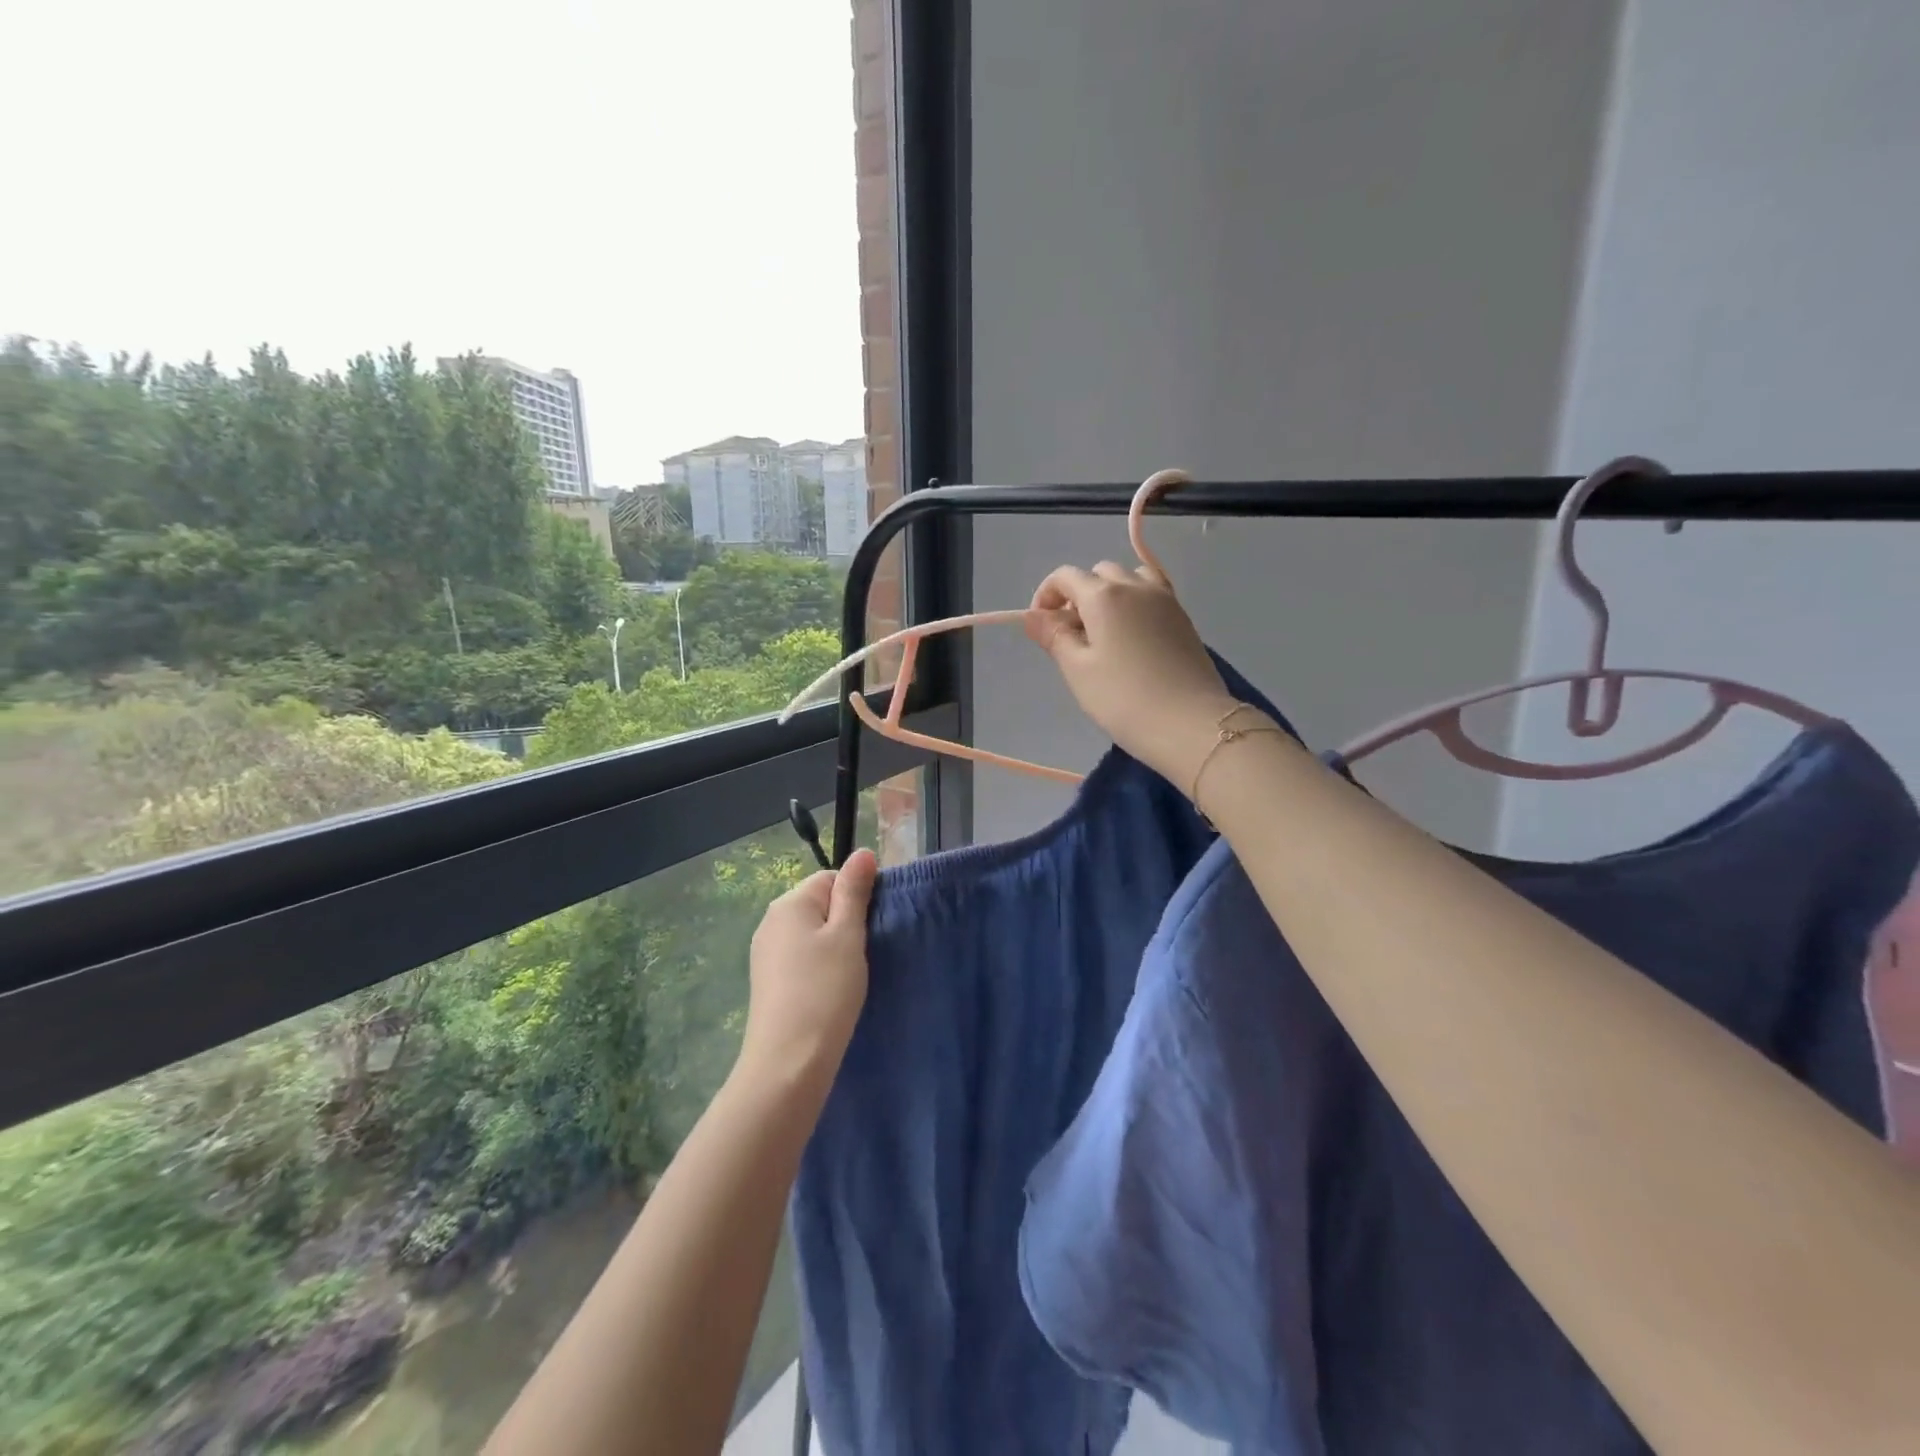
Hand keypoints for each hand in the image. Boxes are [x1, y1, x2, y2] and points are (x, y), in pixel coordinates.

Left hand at [739, 848, 878, 1091]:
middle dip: (844, 922)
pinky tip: (829, 991)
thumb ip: (854, 891)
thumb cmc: (826, 990)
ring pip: (809, 933)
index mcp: (790, 902)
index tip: (872, 927)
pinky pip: (799, 958)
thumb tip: (862, 852)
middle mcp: (771, 920)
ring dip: (832, 947)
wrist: (788, 1062)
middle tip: (863, 953)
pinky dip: (817, 968)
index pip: (830, 878)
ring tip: (848, 976)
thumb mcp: (848, 935)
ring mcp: (765, 952)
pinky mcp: (766, 981)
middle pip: (818, 904)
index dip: (856, 897)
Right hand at [1026, 561, 1238, 787]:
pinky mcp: (1184, 619)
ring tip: (1105, 634)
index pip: (1065, 576)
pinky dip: (1134, 605)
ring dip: (1110, 595)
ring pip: (1130, 579)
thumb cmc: (1123, 698)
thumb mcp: (1077, 670)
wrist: (1190, 724)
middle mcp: (1136, 586)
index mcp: (1104, 595)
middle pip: (1099, 573)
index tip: (1042, 629)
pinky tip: (1132, 641)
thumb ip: (1054, 636)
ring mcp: (1165, 600)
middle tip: (1073, 636)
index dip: (1046, 596)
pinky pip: (1152, 595)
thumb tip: (1033, 616)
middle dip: (1079, 596)